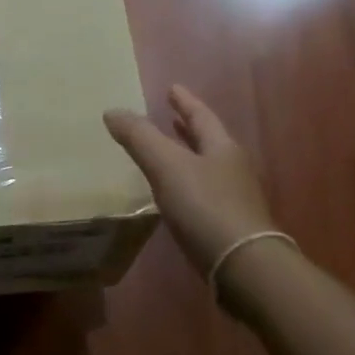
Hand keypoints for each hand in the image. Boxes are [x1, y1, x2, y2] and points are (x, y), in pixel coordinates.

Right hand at [104, 85, 277, 281]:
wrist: (242, 265)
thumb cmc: (205, 206)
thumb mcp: (167, 165)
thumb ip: (139, 137)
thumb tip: (112, 111)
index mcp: (222, 148)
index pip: (201, 116)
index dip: (184, 101)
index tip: (172, 88)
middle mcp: (232, 168)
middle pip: (208, 140)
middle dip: (188, 128)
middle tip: (172, 116)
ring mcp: (234, 198)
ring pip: (206, 167)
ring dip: (187, 156)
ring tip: (167, 153)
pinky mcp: (228, 225)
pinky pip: (203, 193)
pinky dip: (186, 184)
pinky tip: (173, 195)